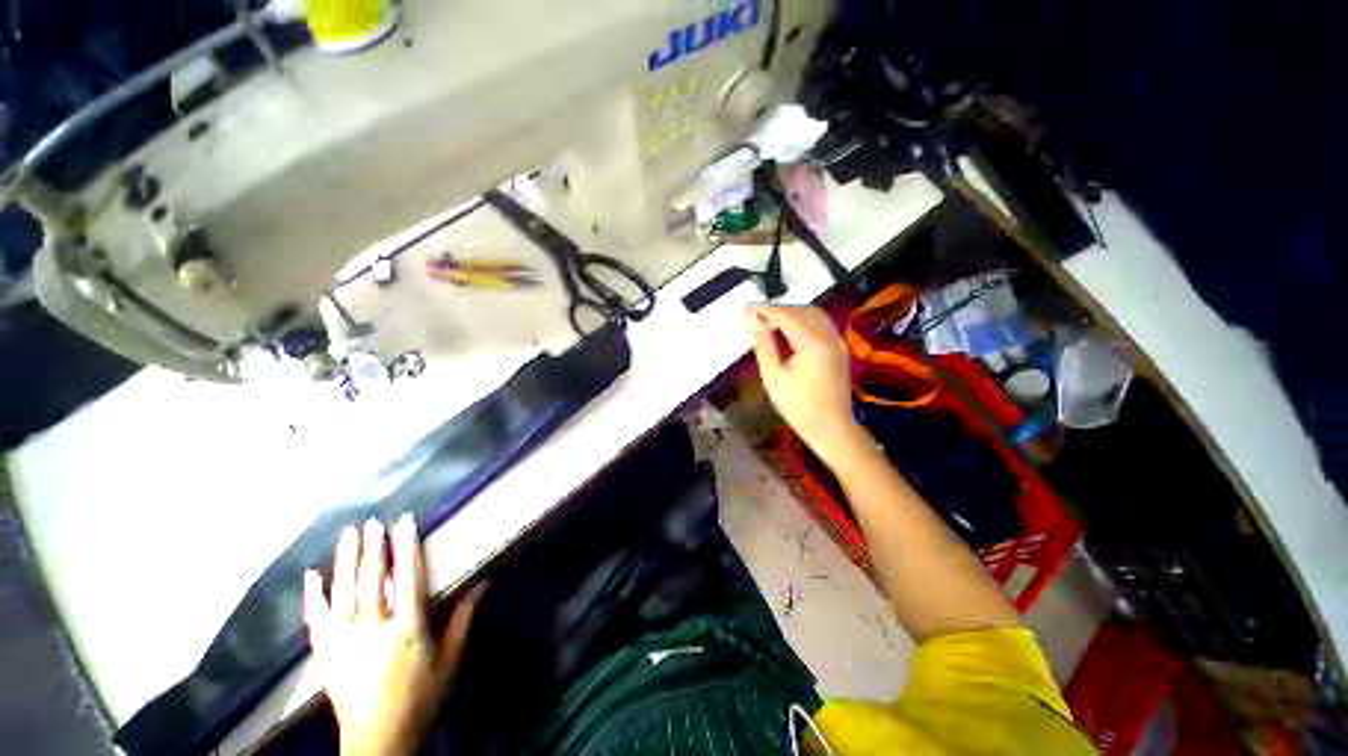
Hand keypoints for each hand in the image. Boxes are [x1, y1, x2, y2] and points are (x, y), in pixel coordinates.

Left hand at [303, 515, 484, 755]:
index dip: (406, 547)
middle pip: (371, 580)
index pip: (407, 578)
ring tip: (348, 535)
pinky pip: (316, 619)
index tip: (405, 522)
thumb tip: (484, 581)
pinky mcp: (325, 655)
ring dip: (344, 561)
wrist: (378, 739)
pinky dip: (313, 596)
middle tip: (372, 522)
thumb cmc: (422, 697)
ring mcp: (344, 642)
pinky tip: (312, 576)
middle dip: (372, 548)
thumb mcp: (450, 659)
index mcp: (408, 629)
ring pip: (342, 593)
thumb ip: (463, 618)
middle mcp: (373, 630)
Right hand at [746, 305, 867, 464]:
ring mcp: (837, 341)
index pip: (786, 315)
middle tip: (755, 316)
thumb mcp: (774, 377)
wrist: (832, 428)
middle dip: (778, 309)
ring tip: (769, 322)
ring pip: (813, 315)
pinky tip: (788, 332)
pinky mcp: (839, 348)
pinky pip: (820, 324)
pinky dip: (803, 321)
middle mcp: (829, 336)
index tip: (746, 307)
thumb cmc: (799, 406)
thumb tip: (753, 322)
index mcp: (813, 343)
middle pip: (801, 310)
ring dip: (791, 313)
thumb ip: (764, 346)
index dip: (764, 310)